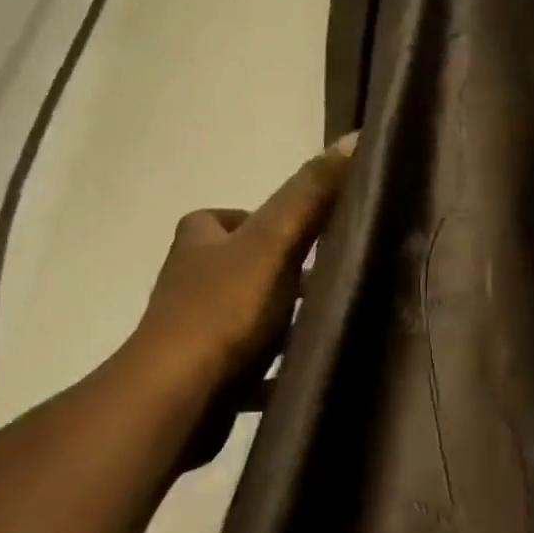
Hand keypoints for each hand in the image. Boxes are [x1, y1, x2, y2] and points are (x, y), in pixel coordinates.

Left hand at [132, 134, 356, 398]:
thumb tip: (353, 138)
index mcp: (199, 240)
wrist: (180, 394)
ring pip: (245, 314)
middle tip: (326, 285)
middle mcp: (190, 279)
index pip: (233, 218)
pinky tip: (301, 372)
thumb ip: (310, 195)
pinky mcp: (204, 372)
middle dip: (281, 276)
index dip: (271, 225)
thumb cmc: (226, 308)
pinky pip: (246, 363)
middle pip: (243, 267)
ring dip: (278, 321)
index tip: (309, 241)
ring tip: (321, 327)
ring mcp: (194, 328)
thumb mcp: (274, 242)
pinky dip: (271, 368)